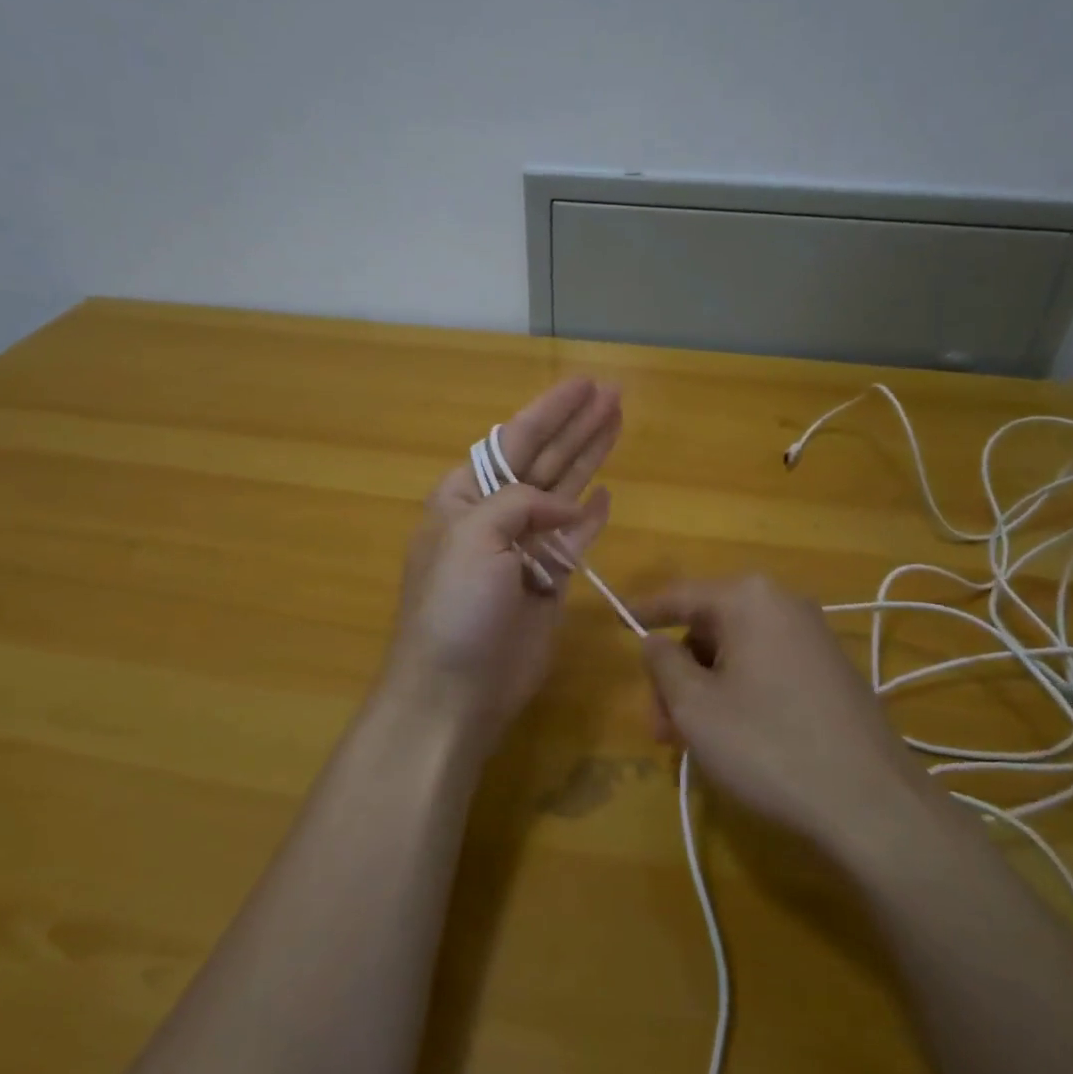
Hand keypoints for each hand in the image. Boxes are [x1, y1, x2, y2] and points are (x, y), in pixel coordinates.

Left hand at [381, 377, 619, 756]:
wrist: (456, 689)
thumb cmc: (454, 606)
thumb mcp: (473, 537)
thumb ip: (520, 502)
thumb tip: (568, 506)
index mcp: (467, 496)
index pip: (514, 440)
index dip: (551, 411)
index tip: (585, 384)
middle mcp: (496, 515)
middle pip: (545, 458)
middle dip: (578, 426)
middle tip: (615, 393)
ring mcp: (525, 548)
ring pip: (565, 490)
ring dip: (590, 456)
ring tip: (618, 421)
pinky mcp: (549, 581)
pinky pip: (576, 538)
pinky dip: (592, 516)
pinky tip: (607, 491)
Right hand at [635, 576, 925, 856]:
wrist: (872, 805)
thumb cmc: (768, 745)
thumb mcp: (696, 706)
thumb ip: (663, 663)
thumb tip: (654, 641)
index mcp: (749, 599)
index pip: (681, 595)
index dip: (644, 611)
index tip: (616, 621)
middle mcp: (784, 605)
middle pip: (708, 629)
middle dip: (676, 675)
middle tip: (658, 725)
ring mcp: (813, 639)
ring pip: (736, 655)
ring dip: (704, 691)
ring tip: (688, 744)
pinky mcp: (830, 674)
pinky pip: (766, 670)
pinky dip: (737, 695)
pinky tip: (729, 739)